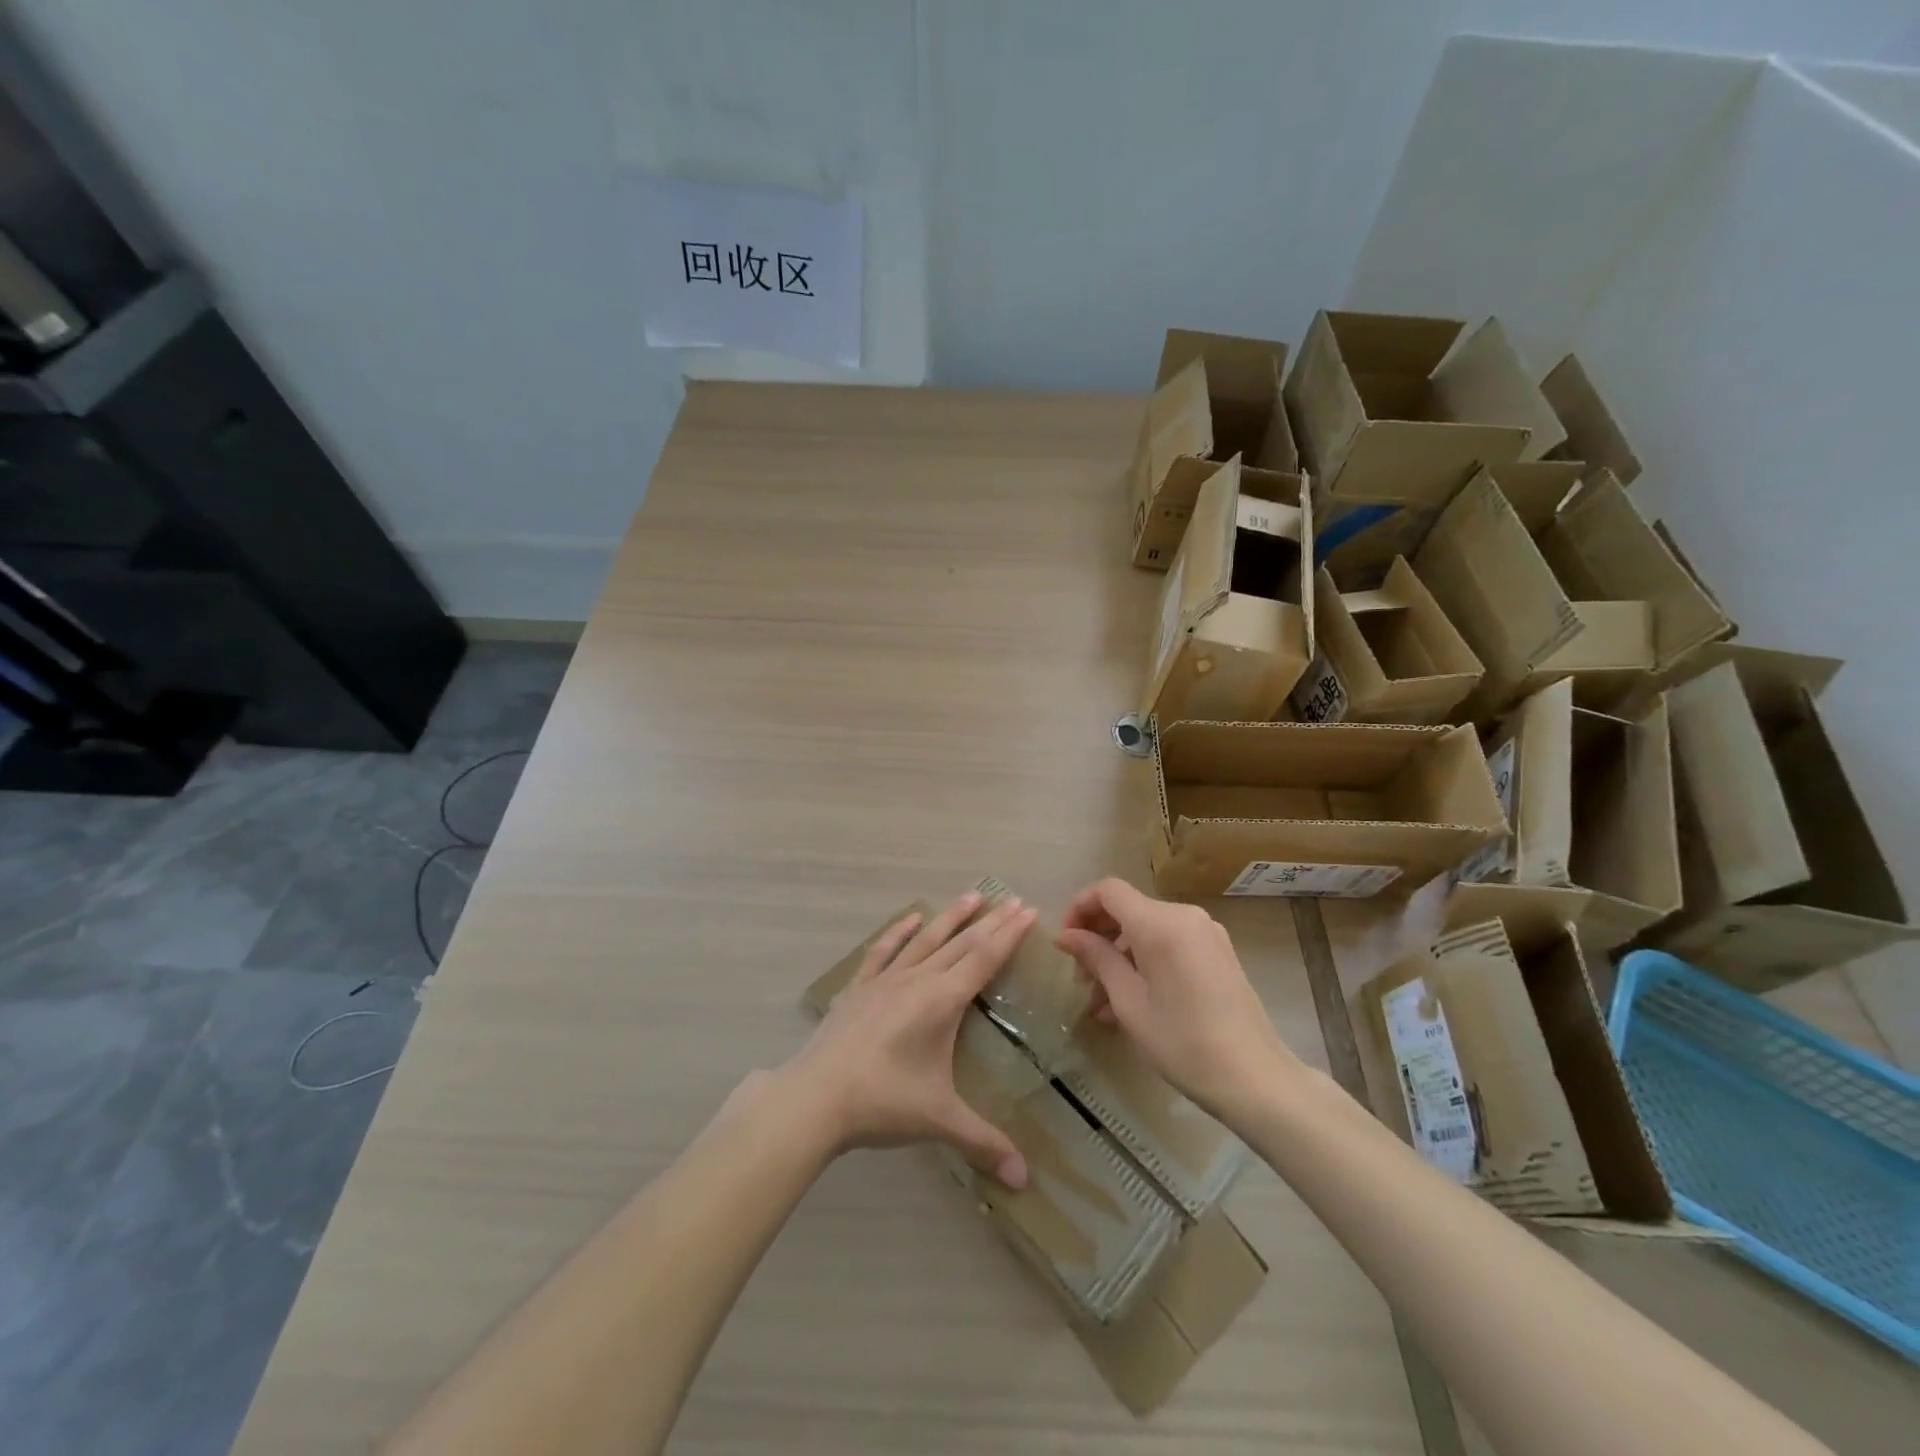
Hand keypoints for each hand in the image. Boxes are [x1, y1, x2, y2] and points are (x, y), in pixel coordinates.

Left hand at [779, 892, 1035, 1187]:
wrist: (815, 1098)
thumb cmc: (883, 1103)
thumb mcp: (939, 1121)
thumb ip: (984, 1143)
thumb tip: (1024, 1180)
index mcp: (942, 1002)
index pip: (984, 959)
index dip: (1009, 934)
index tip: (1028, 910)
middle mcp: (917, 980)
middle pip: (961, 943)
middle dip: (990, 921)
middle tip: (1013, 899)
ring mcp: (884, 980)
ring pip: (925, 939)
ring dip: (951, 917)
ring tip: (972, 894)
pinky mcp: (858, 988)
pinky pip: (883, 951)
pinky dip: (899, 931)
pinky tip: (911, 918)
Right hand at [1056, 878, 1296, 1117]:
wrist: (1255, 1078)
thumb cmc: (1183, 1042)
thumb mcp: (1129, 1002)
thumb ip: (1096, 959)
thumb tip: (1065, 935)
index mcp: (1160, 923)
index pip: (1108, 890)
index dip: (1080, 907)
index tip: (1066, 943)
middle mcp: (1184, 916)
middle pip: (1128, 909)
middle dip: (1099, 938)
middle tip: (1081, 981)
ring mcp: (1205, 933)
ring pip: (1147, 930)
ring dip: (1120, 956)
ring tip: (1102, 1004)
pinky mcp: (1217, 952)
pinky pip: (1169, 944)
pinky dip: (1145, 962)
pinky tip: (1133, 1003)